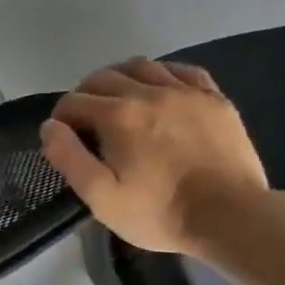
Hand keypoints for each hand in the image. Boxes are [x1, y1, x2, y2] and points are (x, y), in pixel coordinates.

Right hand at [39, 57, 268, 253]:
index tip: (65, 139)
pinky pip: (183, 70)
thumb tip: (50, 127)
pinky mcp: (215, 100)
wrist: (234, 219)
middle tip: (87, 121)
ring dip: (120, 78)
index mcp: (117, 116)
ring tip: (119, 101)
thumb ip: (68, 157)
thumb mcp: (101, 197)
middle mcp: (148, 93)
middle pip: (102, 76)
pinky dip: (162, 74)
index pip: (72, 101)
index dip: (61, 118)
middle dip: (85, 94)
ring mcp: (186, 93)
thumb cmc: (160, 211)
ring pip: (141, 66)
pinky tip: (159, 91)